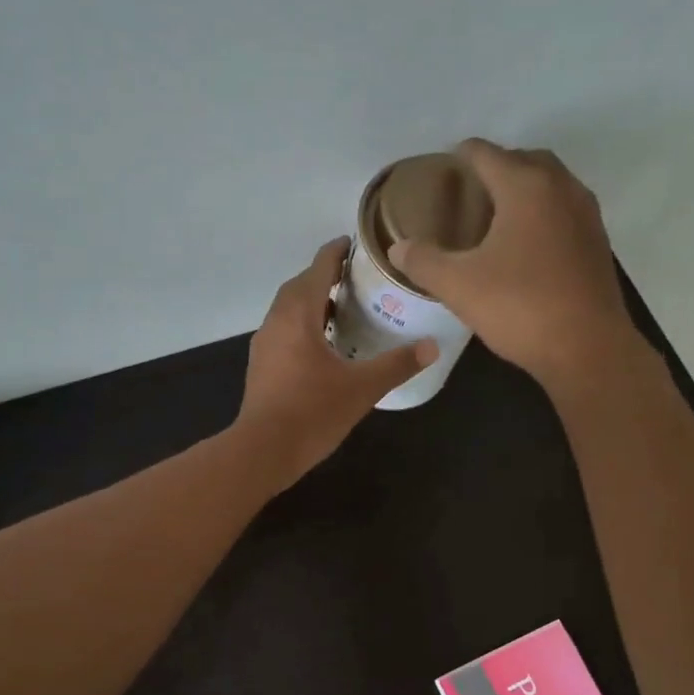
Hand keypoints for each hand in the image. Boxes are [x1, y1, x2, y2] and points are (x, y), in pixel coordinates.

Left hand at [235, 238, 435, 488]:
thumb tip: (432, 346)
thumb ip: (397, 364)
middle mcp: (276, 321)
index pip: (318, 267)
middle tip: (356, 279)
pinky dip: (303, 326)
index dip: (337, 252)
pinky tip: (322, 346)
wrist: (263, 451)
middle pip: (300, 286)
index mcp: (298, 314)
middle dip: (325, 276)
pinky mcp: (261, 367)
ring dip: (312, 303)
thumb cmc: (312, 412)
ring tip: (342, 310)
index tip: (356, 244)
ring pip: (288, 310)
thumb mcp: (362, 388)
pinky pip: (283, 332)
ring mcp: (264, 344)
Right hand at [390, 140, 640, 395]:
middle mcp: (561, 188)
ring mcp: (586, 215)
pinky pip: (564, 212)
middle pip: (523, 160)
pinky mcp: (597, 243)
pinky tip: (525, 246)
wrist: (587, 348)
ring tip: (494, 217)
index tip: (441, 171)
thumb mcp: (458, 286)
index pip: (485, 153)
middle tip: (467, 194)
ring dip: (522, 190)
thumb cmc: (520, 307)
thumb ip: (423, 261)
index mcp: (525, 186)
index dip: (459, 157)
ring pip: (549, 185)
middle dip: (495, 169)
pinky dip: (542, 215)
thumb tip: (398, 247)